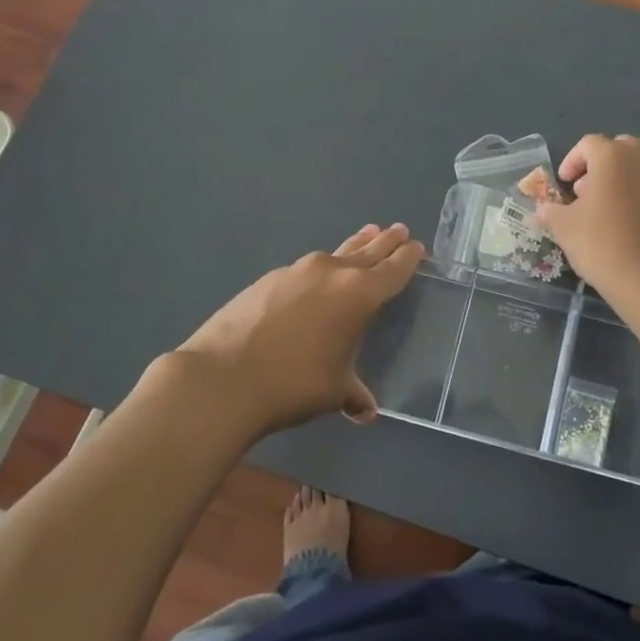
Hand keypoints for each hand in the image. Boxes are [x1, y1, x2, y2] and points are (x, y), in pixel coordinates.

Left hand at [173, 223, 424, 436]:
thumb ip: (353, 393)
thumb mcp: (334, 391)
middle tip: (398, 230)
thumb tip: (364, 411)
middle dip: (384, 241)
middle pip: (366, 251)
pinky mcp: (267, 280)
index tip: (416, 245)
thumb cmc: (294, 384)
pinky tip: (314, 281)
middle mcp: (331, 272)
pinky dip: (318, 271)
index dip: (407, 258)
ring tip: (364, 236)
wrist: (223, 378)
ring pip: (334, 254)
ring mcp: (295, 271)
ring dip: (352, 247)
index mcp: (359, 294)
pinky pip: (304, 270)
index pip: (392, 269)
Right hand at [535, 135, 639, 298]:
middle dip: (600, 166)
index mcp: (614, 156)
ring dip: (622, 182)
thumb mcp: (564, 227)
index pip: (589, 144)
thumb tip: (543, 211)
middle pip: (620, 150)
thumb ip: (551, 212)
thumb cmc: (602, 243)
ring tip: (606, 212)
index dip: (571, 160)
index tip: (563, 184)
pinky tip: (629, 230)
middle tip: (586, 192)